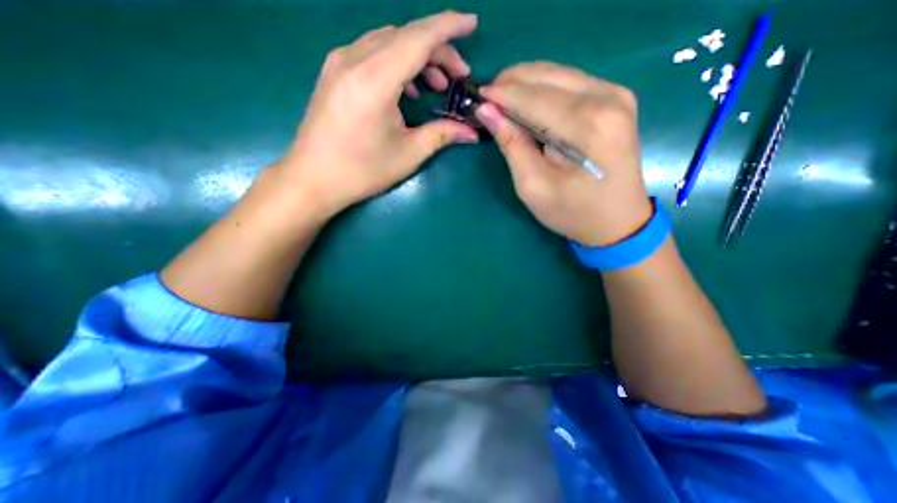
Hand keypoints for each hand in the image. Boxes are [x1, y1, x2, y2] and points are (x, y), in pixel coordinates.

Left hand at [277, 12, 480, 217]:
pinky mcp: (333, 72)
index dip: (449, 27)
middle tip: (457, 77)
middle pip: (404, 36)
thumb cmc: (362, 170)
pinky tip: (405, 89)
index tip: (472, 24)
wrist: (313, 179)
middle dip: (437, 50)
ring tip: (435, 86)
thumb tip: (472, 132)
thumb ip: (442, 135)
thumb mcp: (408, 154)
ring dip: (417, 57)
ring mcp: (339, 63)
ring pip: (387, 41)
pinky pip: (371, 53)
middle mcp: (354, 60)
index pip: (418, 38)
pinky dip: (395, 63)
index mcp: (375, 80)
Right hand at [477, 60, 652, 245]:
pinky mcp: (616, 99)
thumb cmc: (572, 212)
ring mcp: (616, 94)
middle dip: (512, 82)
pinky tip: (529, 102)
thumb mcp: (533, 186)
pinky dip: (545, 88)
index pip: (533, 98)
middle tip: (487, 97)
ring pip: (559, 74)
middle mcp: (607, 98)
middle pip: (547, 76)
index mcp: (587, 125)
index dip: (502, 94)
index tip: (477, 96)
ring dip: (527, 83)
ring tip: (502, 98)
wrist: (618, 221)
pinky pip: (571, 82)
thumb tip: (487, 111)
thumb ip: (512, 145)